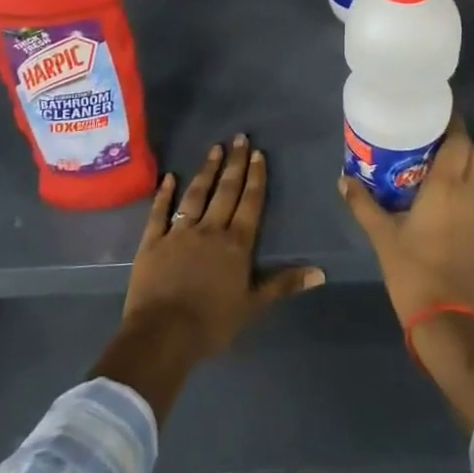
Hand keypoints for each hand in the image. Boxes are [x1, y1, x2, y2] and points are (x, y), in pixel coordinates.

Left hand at [93, 136, 324, 421]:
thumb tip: (321, 272)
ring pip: (195, 194)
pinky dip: (164, 194)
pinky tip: (170, 177)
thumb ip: (284, 284)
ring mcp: (179, 233)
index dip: (255, 178)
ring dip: (206, 170)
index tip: (257, 153)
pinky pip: (160, 212)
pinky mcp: (152, 242)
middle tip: (239, 137)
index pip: (250, 203)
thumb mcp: (253, 305)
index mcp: (236, 244)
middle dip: (234, 163)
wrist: (163, 335)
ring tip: (214, 148)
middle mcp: (210, 230)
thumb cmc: (212, 323)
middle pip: (225, 191)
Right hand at [339, 116, 473, 323]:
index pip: (459, 140)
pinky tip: (446, 196)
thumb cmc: (413, 270)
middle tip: (428, 137)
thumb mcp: (382, 236)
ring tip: (435, 163)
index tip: (434, 112)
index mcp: (448, 186)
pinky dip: (468, 185)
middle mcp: (472, 192)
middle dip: (456, 139)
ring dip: (463, 162)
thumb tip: (343, 179)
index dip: (452, 121)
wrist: (448, 318)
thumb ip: (363, 203)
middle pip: (472, 152)